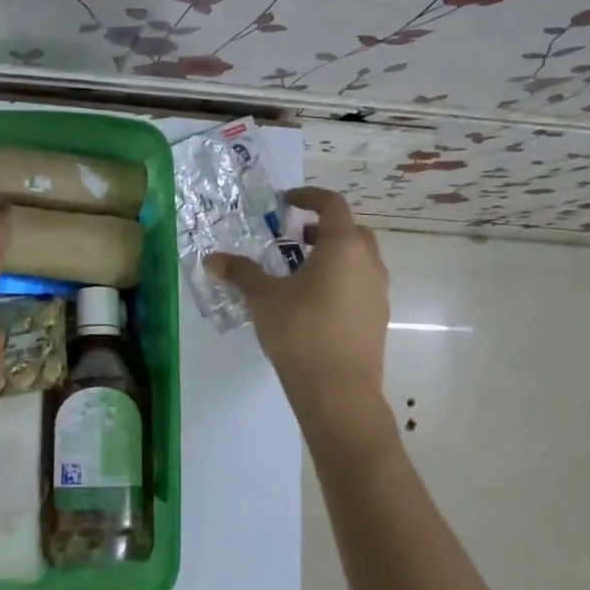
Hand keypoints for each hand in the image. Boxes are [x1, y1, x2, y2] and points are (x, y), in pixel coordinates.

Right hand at [207, 187, 391, 456]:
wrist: (339, 393)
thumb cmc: (301, 333)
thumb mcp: (263, 298)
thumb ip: (241, 273)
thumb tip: (212, 259)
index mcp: (343, 247)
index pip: (331, 205)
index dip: (308, 197)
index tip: (286, 201)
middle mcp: (368, 263)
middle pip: (351, 231)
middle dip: (322, 228)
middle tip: (293, 238)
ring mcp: (378, 292)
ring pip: (359, 260)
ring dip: (333, 256)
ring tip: (300, 273)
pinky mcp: (377, 319)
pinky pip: (360, 286)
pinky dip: (341, 281)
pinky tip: (314, 304)